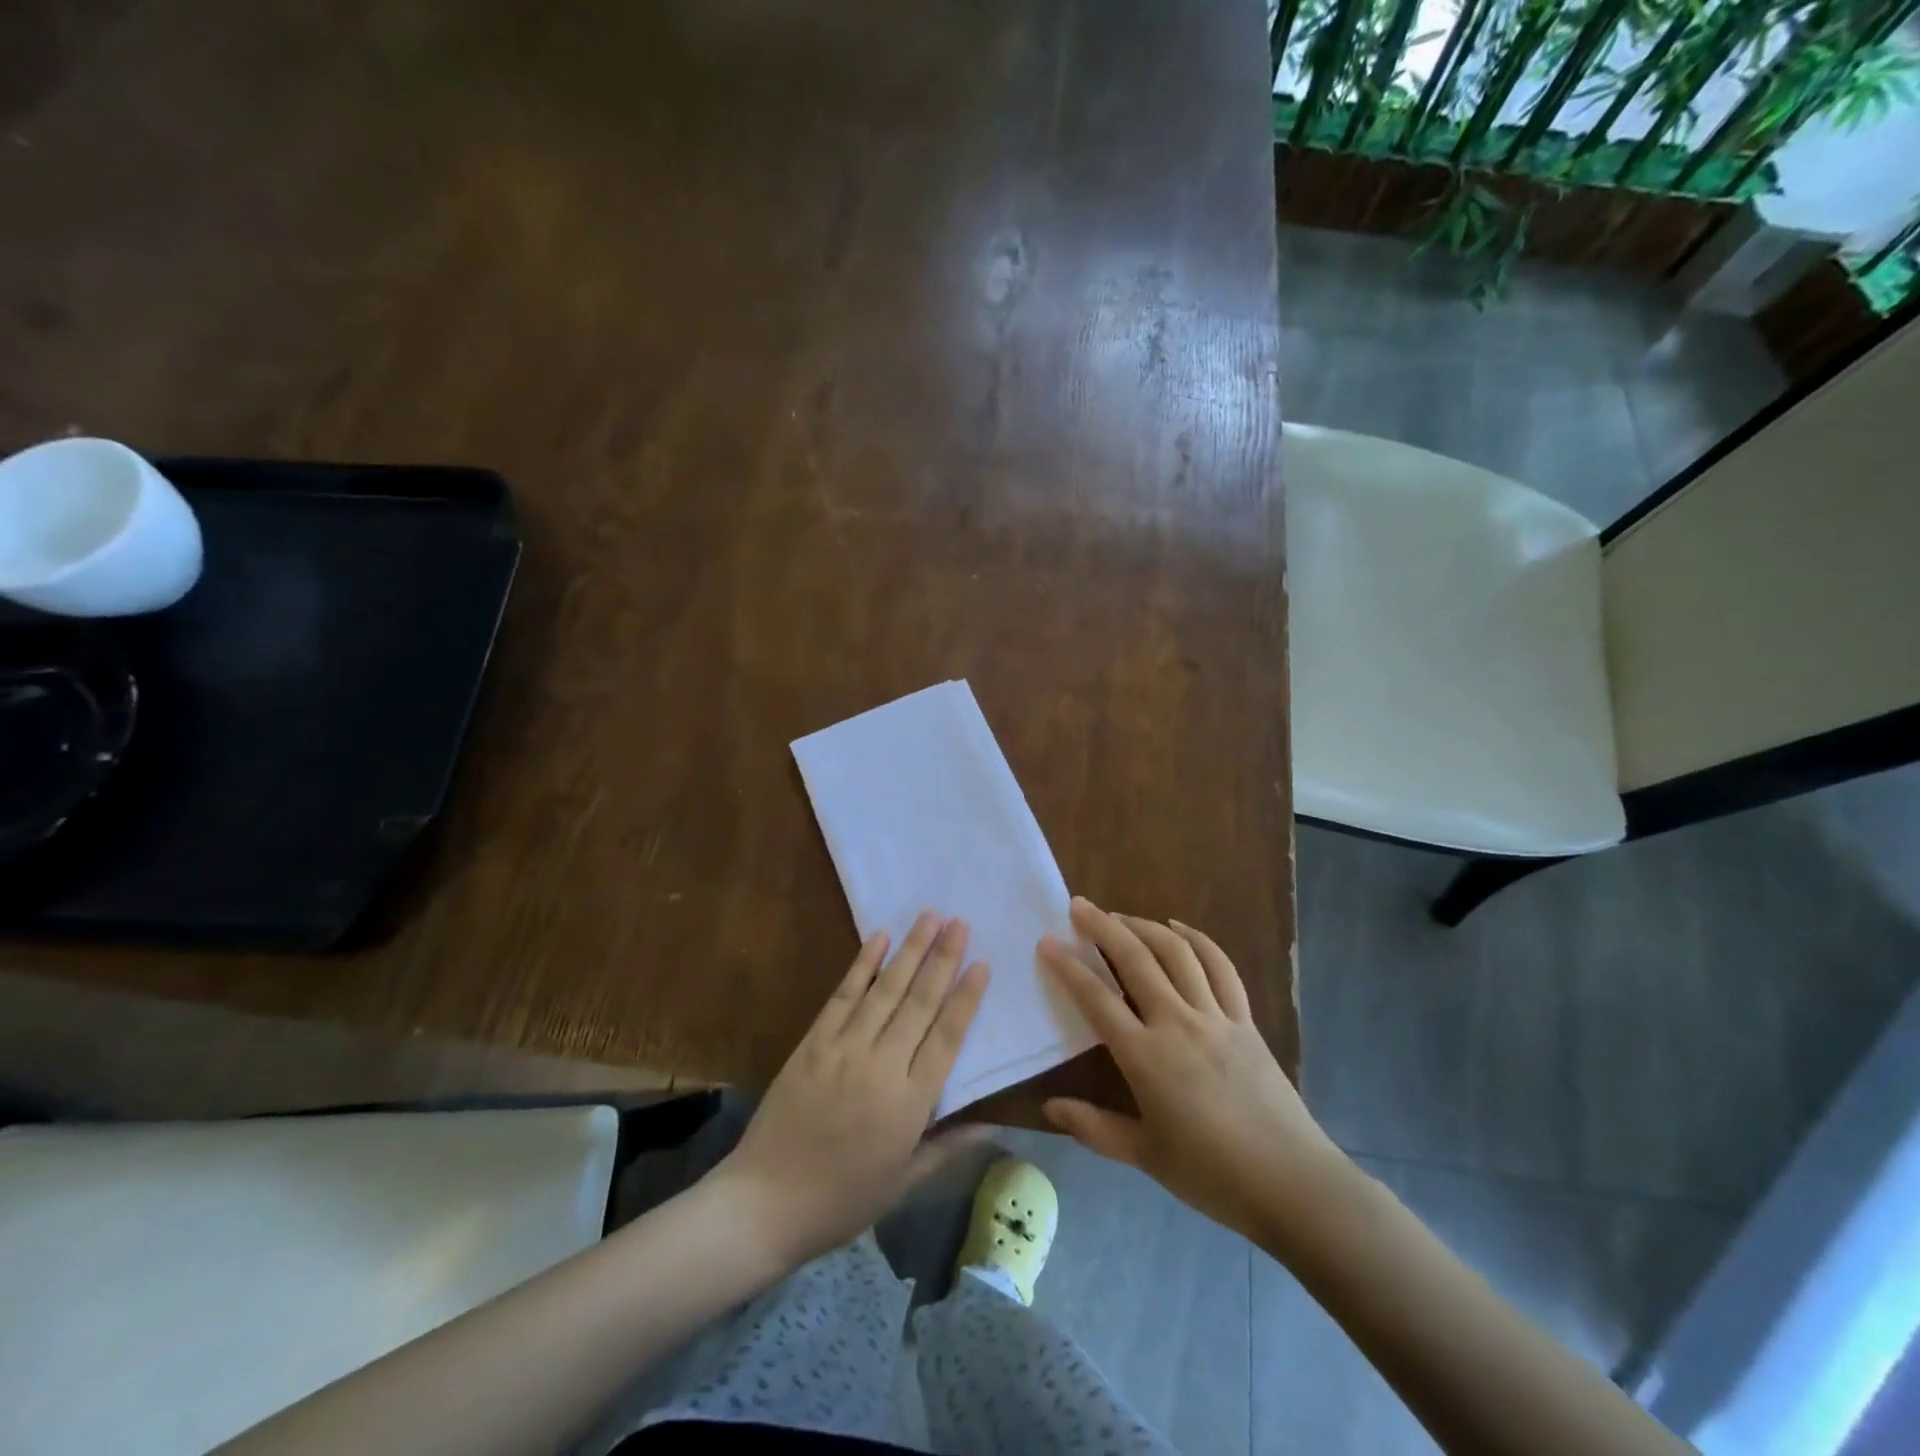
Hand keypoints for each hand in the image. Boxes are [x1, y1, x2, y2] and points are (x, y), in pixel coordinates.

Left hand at [710, 911, 989, 1268]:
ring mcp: (844, 1050)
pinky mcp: (813, 1043)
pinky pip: (842, 996)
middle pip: (919, 1003)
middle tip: (960, 922)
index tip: (982, 963)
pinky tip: (878, 939)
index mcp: (909, 1104)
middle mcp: (881, 1067)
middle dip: (943, 959)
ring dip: (909, 951)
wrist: (765, 1203)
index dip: (966, 998)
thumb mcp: (904, 1182)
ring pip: (884, 990)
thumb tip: (993, 1125)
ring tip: (929, 917)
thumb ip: (949, 1147)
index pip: (947, 1038)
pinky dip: (861, 965)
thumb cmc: (842, 1199)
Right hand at [1038, 897, 1349, 1245]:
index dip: (1068, 967)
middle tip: (1079, 906)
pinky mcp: (1244, 1019)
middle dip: (1103, 928)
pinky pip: (1220, 968)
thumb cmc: (1211, 1174)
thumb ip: (1094, 1128)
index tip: (1047, 942)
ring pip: (1176, 954)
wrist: (1291, 1183)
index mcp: (1146, 1057)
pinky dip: (1198, 941)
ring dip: (1144, 926)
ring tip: (1120, 916)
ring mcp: (1215, 1016)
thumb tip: (1048, 1107)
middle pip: (1135, 960)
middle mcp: (1177, 1023)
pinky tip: (1179, 929)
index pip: (1096, 999)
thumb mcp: (1144, 1156)